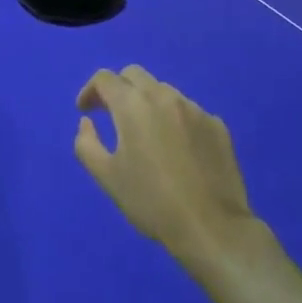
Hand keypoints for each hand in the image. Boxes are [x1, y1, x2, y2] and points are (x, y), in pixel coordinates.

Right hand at [74, 65, 261, 274]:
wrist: (211, 228)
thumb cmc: (152, 202)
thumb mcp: (107, 177)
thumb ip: (87, 144)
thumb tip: (87, 123)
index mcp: (133, 105)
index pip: (105, 78)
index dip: (90, 90)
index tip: (85, 111)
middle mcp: (164, 96)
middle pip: (134, 75)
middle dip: (118, 89)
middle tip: (112, 115)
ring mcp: (194, 108)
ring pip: (163, 91)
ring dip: (147, 103)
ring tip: (146, 134)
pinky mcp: (217, 124)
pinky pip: (188, 111)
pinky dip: (174, 120)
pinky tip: (177, 150)